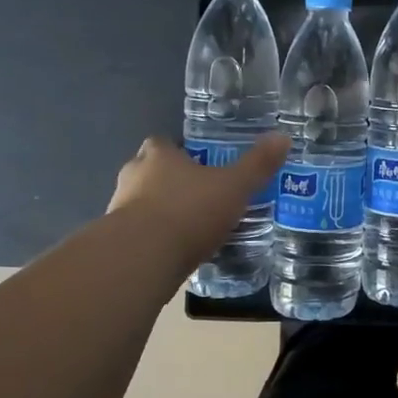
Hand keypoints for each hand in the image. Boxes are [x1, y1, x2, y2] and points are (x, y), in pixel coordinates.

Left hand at [108, 134, 289, 271]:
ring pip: (141, 203)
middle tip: (199, 195)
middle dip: (170, 182)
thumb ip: (257, 165)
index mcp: (158, 154)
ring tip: (190, 228)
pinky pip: (138, 234)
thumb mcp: (234, 187)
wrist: (140, 260)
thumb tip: (283, 137)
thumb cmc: (188, 212)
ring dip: (160, 212)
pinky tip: (174, 253)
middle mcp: (133, 175)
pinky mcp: (115, 242)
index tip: (200, 164)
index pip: (165, 143)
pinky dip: (153, 240)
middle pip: (151, 171)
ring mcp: (118, 209)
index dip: (182, 151)